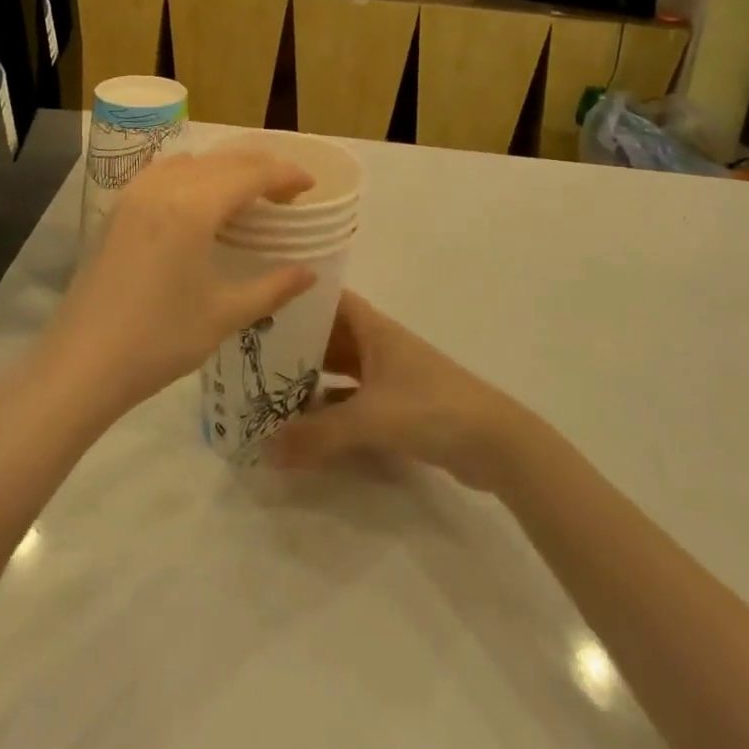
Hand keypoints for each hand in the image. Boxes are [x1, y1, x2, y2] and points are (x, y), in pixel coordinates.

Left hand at [39, 149, 316, 422]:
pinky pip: (164, 173)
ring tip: (247, 196)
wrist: (82, 364)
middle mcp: (164, 187)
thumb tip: (309, 272)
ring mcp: (135, 194)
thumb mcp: (224, 315)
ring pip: (192, 162)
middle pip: (223, 160)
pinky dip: (193, 175)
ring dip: (225, 169)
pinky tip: (199, 203)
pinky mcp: (118, 209)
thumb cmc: (159, 340)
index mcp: (193, 207)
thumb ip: (273, 287)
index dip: (285, 175)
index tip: (310, 187)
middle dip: (260, 169)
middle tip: (287, 195)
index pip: (251, 174)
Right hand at [271, 292, 532, 491]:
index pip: (330, 299)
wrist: (496, 444)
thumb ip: (317, 436)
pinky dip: (330, 408)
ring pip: (340, 369)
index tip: (262, 302)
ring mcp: (389, 376)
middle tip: (252, 353)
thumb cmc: (431, 408)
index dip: (300, 298)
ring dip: (311, 378)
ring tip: (267, 389)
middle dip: (296, 343)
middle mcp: (378, 345)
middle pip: (330, 335)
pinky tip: (304, 426)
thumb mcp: (370, 419)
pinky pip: (352, 399)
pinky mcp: (397, 406)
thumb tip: (264, 450)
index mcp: (373, 329)